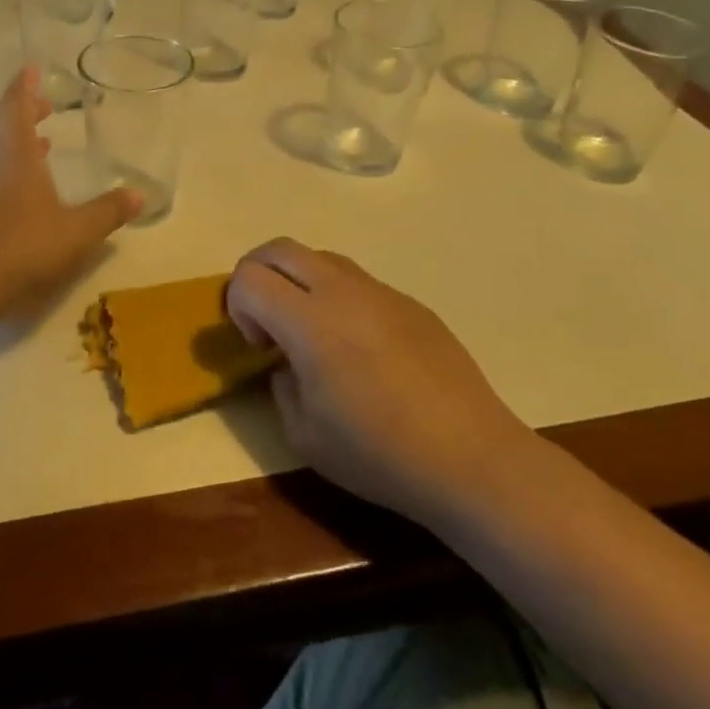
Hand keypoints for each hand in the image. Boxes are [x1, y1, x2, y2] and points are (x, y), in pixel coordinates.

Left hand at [0, 67, 141, 314]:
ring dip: (16, 147)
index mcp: (15, 156)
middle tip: (44, 110)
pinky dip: (5, 175)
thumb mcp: (76, 231)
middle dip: (24, 114)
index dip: (24, 86)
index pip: (16, 107)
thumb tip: (138, 194)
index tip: (31, 68)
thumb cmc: (22, 247)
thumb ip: (107, 212)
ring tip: (41, 151)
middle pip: (3, 128)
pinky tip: (20, 199)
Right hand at [226, 238, 534, 528]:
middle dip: (258, 275)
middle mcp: (341, 291)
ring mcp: (380, 291)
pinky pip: (359, 281)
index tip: (260, 346)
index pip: (248, 277)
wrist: (471, 459)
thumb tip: (287, 363)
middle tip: (268, 322)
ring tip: (314, 332)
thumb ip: (280, 386)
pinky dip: (338, 297)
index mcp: (309, 322)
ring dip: (299, 282)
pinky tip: (362, 349)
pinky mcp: (410, 302)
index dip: (237, 306)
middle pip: (279, 249)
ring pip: (320, 257)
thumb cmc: (380, 455)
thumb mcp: (304, 436)